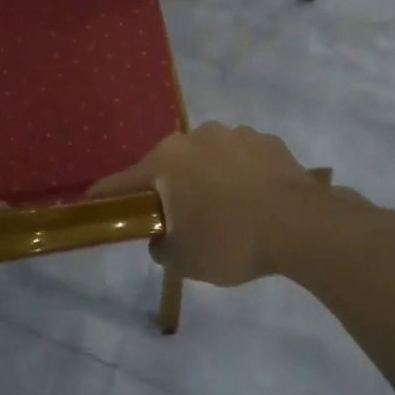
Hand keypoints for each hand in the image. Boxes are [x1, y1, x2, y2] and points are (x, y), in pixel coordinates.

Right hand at [88, 123, 324, 286]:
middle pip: (169, 165)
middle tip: (178, 219)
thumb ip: (161, 247)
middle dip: (168, 188)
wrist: (302, 227)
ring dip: (207, 178)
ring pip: (208, 158)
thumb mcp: (184, 260)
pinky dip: (240, 175)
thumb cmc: (230, 241)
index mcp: (167, 160)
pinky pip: (242, 159)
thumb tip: (161, 238)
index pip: (122, 181)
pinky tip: (254, 200)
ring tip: (225, 210)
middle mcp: (196, 137)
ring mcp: (235, 134)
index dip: (106, 196)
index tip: (92, 202)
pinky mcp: (268, 140)